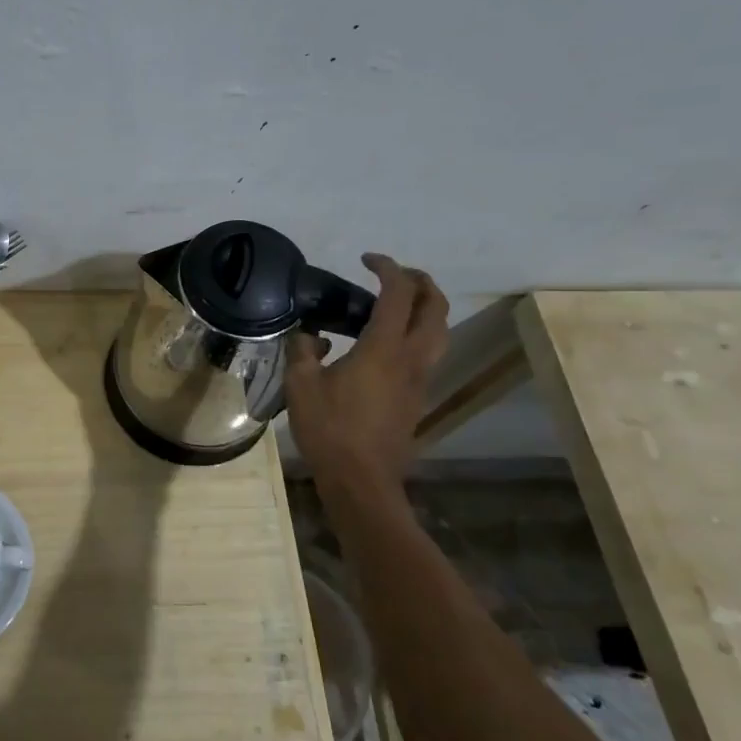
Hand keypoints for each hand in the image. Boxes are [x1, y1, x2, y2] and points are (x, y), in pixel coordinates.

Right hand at [284, 253, 448, 495]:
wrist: (361, 480)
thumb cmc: (329, 429)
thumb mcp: (301, 385)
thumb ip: (304, 351)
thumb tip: (311, 337)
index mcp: (383, 348)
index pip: (398, 293)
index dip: (387, 268)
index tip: (367, 259)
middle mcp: (411, 358)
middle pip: (435, 307)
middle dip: (420, 281)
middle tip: (394, 274)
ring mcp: (420, 379)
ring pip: (440, 331)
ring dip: (426, 307)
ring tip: (399, 303)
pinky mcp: (418, 397)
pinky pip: (429, 352)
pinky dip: (418, 332)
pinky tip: (388, 343)